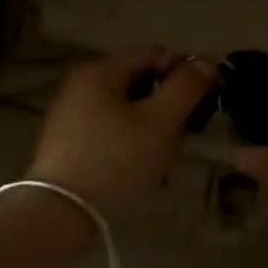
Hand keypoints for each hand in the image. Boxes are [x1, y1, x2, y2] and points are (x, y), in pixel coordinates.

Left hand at [30, 49, 219, 215]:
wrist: (60, 215)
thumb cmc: (115, 161)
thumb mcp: (160, 122)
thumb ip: (186, 87)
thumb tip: (207, 62)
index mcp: (100, 70)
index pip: (154, 53)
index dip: (185, 70)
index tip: (205, 101)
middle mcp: (81, 84)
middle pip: (139, 81)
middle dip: (168, 103)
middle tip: (187, 133)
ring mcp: (71, 115)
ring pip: (127, 109)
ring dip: (152, 127)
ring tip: (166, 158)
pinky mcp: (68, 144)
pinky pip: (111, 131)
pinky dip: (131, 142)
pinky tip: (141, 169)